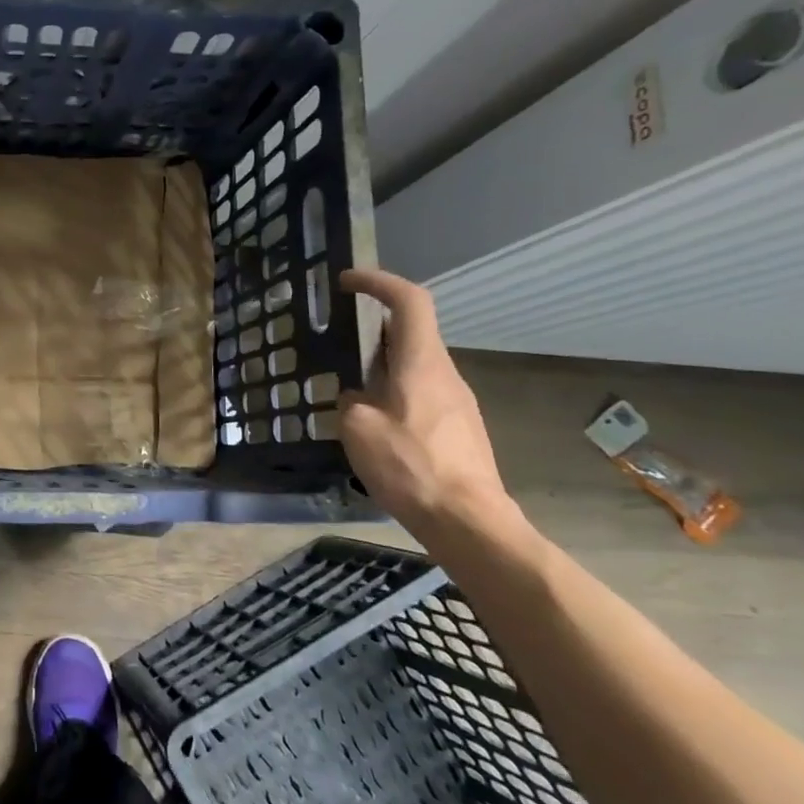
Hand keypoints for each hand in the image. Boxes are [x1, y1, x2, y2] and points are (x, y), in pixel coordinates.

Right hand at [338, 268, 512, 538]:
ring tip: (349, 391)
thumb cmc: (410, 466)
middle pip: (412, 333)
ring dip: (382, 366)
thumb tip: (355, 398)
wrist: (467, 520)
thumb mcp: (358, 429)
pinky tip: (375, 427)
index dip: (379, 282)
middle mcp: (445, 374)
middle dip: (373, 329)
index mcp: (422, 363)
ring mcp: (458, 402)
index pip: (409, 300)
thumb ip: (350, 401)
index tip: (347, 282)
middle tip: (337, 344)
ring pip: (416, 366)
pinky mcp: (460, 428)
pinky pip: (422, 394)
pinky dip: (394, 392)